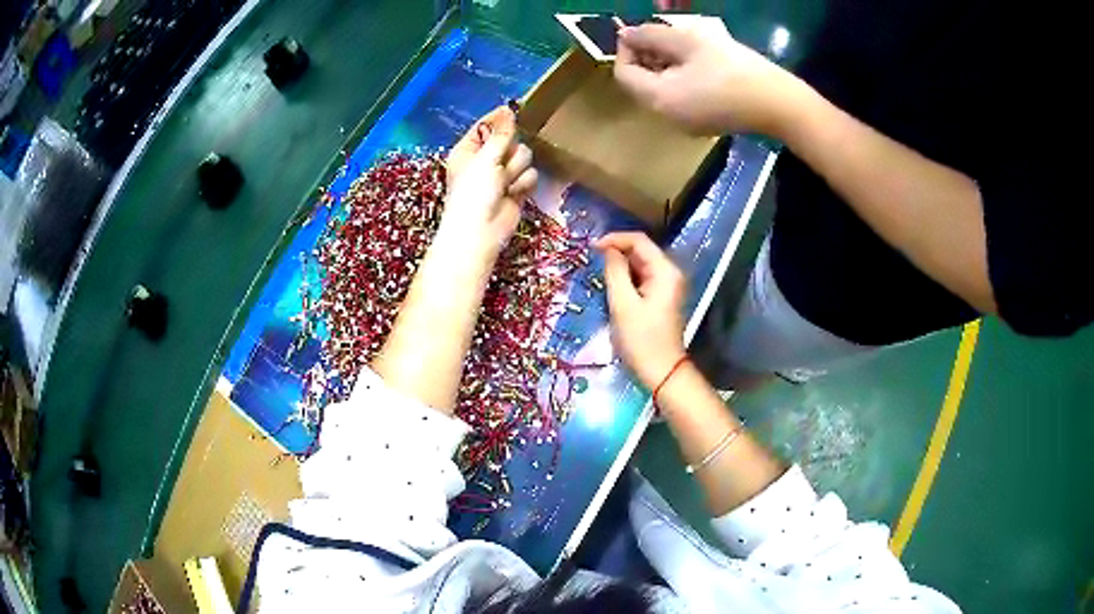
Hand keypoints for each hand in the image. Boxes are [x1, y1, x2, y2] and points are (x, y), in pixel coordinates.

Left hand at [442, 106, 537, 253]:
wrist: (480, 231)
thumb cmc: (474, 192)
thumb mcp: (485, 157)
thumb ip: (501, 133)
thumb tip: (508, 110)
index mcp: (469, 150)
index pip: (486, 126)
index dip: (498, 119)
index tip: (513, 109)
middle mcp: (485, 160)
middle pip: (510, 139)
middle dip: (510, 149)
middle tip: (500, 162)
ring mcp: (502, 175)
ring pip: (524, 157)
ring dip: (516, 168)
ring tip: (505, 183)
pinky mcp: (517, 189)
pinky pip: (530, 175)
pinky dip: (523, 184)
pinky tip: (514, 194)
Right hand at [596, 232, 686, 387]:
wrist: (661, 371)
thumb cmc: (641, 339)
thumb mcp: (622, 304)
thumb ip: (615, 272)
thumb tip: (608, 250)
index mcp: (665, 271)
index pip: (639, 240)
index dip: (614, 239)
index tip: (591, 247)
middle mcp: (670, 273)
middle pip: (641, 251)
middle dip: (616, 252)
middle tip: (592, 262)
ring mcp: (667, 286)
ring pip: (640, 265)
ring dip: (620, 267)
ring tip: (598, 275)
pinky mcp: (661, 298)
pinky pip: (642, 279)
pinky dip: (626, 279)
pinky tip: (612, 288)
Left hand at [614, 16, 806, 136]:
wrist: (779, 105)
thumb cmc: (734, 69)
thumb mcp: (689, 42)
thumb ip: (652, 35)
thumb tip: (626, 34)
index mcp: (658, 100)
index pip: (624, 73)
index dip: (627, 49)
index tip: (646, 31)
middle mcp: (666, 117)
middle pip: (642, 83)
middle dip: (649, 55)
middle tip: (669, 35)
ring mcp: (686, 124)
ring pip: (662, 89)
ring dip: (666, 64)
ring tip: (687, 45)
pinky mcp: (705, 124)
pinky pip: (680, 98)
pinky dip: (681, 78)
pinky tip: (702, 64)